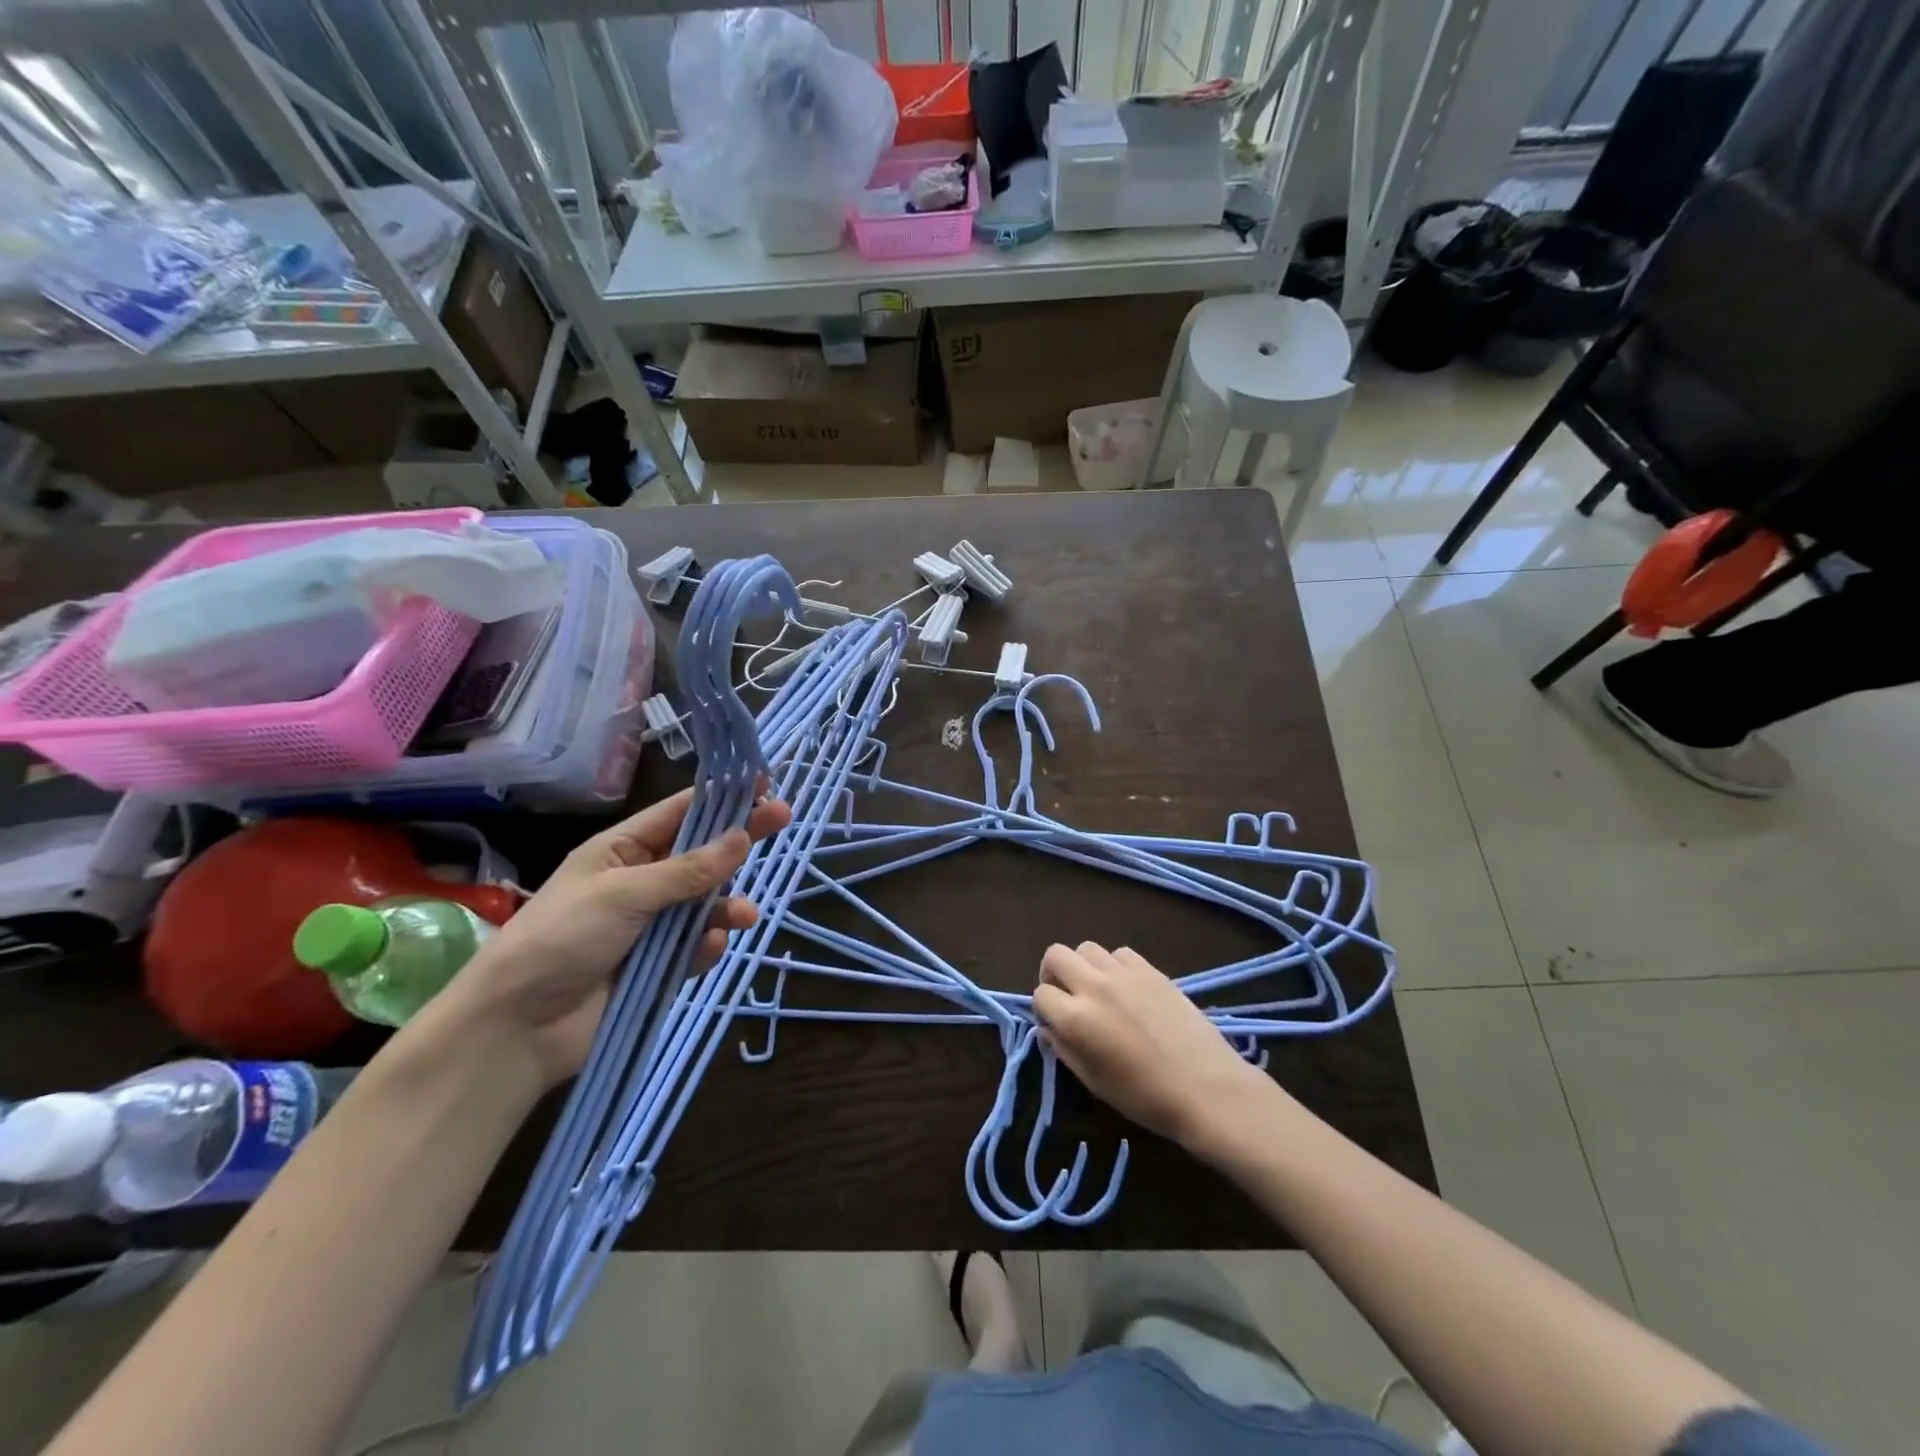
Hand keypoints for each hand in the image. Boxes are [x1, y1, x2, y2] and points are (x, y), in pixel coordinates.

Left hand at [441, 789, 791, 1088]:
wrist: (518, 1027)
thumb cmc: (562, 938)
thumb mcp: (624, 893)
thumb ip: (688, 869)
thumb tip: (741, 838)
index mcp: (622, 851)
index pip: (679, 813)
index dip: (721, 796)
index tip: (763, 783)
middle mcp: (641, 882)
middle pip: (702, 853)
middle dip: (739, 841)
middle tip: (783, 819)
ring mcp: (651, 925)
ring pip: (706, 902)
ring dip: (727, 904)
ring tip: (743, 916)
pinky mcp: (659, 965)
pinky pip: (696, 945)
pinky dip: (707, 944)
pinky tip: (708, 948)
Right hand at [1032, 941, 1268, 1147]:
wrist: (1205, 1088)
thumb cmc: (1145, 1097)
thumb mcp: (1094, 1082)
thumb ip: (1065, 1050)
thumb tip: (1049, 1028)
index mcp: (1076, 1019)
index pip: (1041, 995)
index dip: (1045, 1010)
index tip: (1056, 1024)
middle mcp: (1094, 987)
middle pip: (1055, 955)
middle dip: (1053, 974)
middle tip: (1067, 996)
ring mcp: (1124, 973)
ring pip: (1086, 947)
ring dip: (1084, 966)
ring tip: (1098, 989)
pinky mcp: (1150, 969)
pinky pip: (1120, 953)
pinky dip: (1115, 965)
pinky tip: (1127, 988)